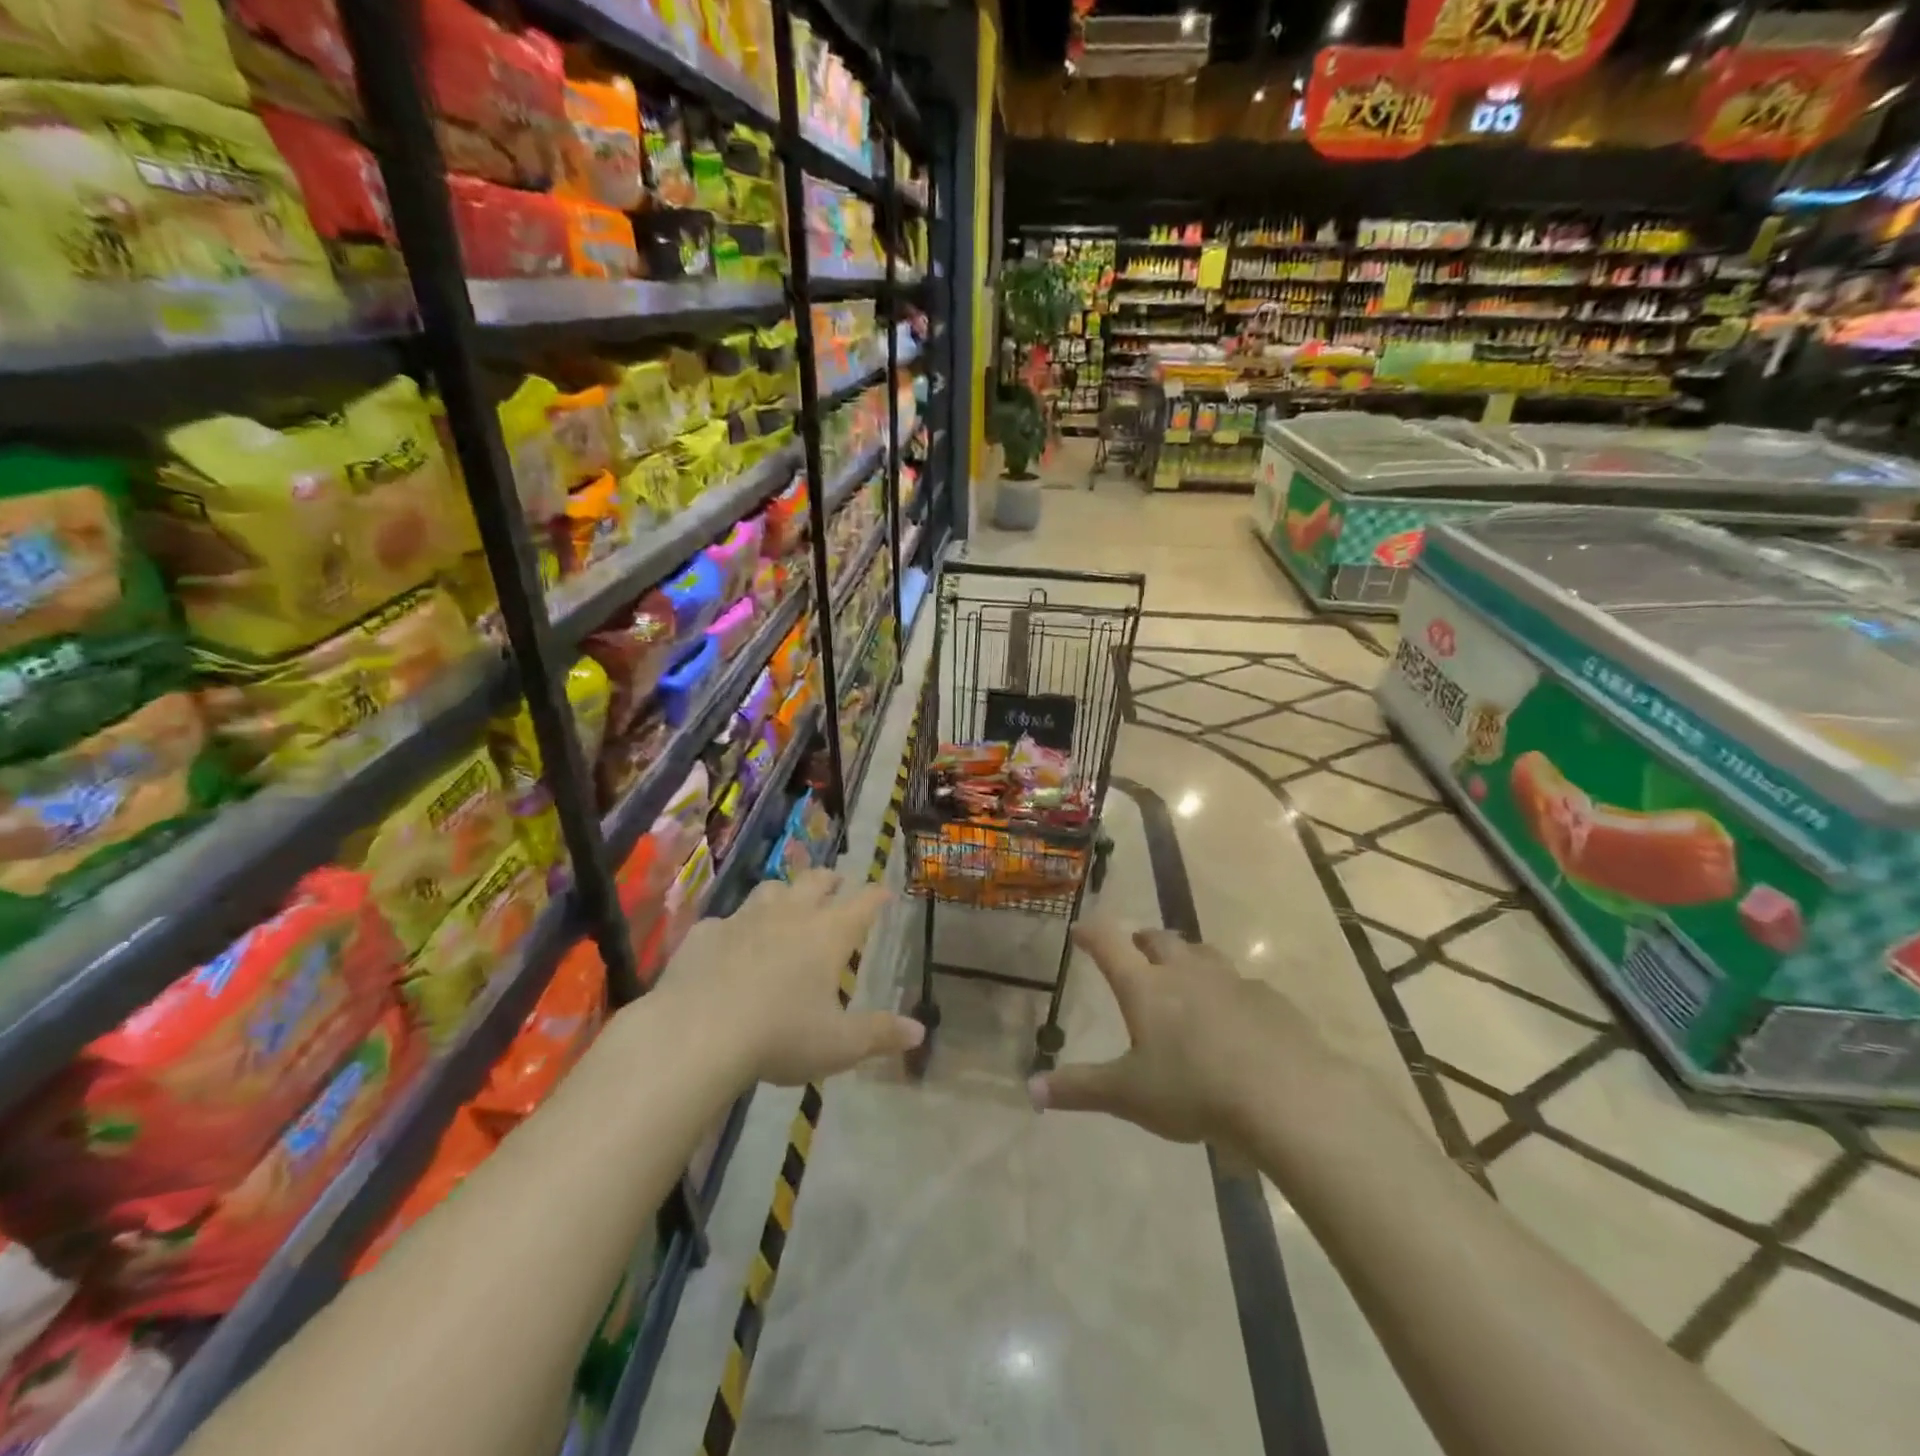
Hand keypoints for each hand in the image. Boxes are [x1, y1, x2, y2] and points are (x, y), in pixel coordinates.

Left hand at [670, 870, 923, 1086]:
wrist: (696, 1033)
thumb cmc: (780, 1036)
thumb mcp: (839, 1045)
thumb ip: (880, 1034)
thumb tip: (919, 1031)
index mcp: (828, 934)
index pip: (863, 904)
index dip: (876, 896)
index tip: (884, 892)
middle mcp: (790, 915)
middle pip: (815, 881)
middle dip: (830, 880)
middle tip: (837, 883)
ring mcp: (744, 919)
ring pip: (771, 889)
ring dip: (784, 892)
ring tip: (787, 902)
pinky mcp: (705, 934)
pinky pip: (725, 920)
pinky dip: (735, 927)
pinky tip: (730, 943)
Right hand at [1029, 922, 1345, 1145]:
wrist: (1284, 1096)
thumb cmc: (1193, 1090)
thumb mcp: (1128, 1095)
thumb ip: (1079, 1089)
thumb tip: (1030, 1089)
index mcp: (1145, 986)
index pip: (1109, 944)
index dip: (1091, 933)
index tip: (1080, 930)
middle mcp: (1185, 971)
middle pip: (1158, 939)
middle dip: (1141, 940)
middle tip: (1133, 949)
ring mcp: (1231, 980)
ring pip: (1202, 953)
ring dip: (1186, 957)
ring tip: (1182, 973)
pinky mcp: (1269, 999)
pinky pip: (1241, 984)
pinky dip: (1227, 990)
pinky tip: (1234, 1014)